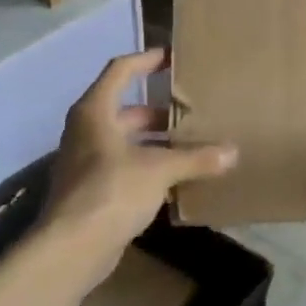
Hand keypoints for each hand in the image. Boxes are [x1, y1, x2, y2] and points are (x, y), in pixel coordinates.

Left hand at [42, 51, 236, 267]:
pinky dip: (151, 167)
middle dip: (160, 110)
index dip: (147, 60)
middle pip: (126, 109)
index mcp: (95, 112)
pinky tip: (179, 178)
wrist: (71, 248)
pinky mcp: (93, 191)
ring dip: (158, 142)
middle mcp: (87, 131)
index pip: (120, 71)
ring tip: (194, 143)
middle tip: (193, 110)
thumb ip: (196, 158)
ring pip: (128, 141)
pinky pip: (127, 168)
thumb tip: (233, 152)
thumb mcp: (160, 169)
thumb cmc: (111, 191)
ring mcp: (87, 163)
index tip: (173, 57)